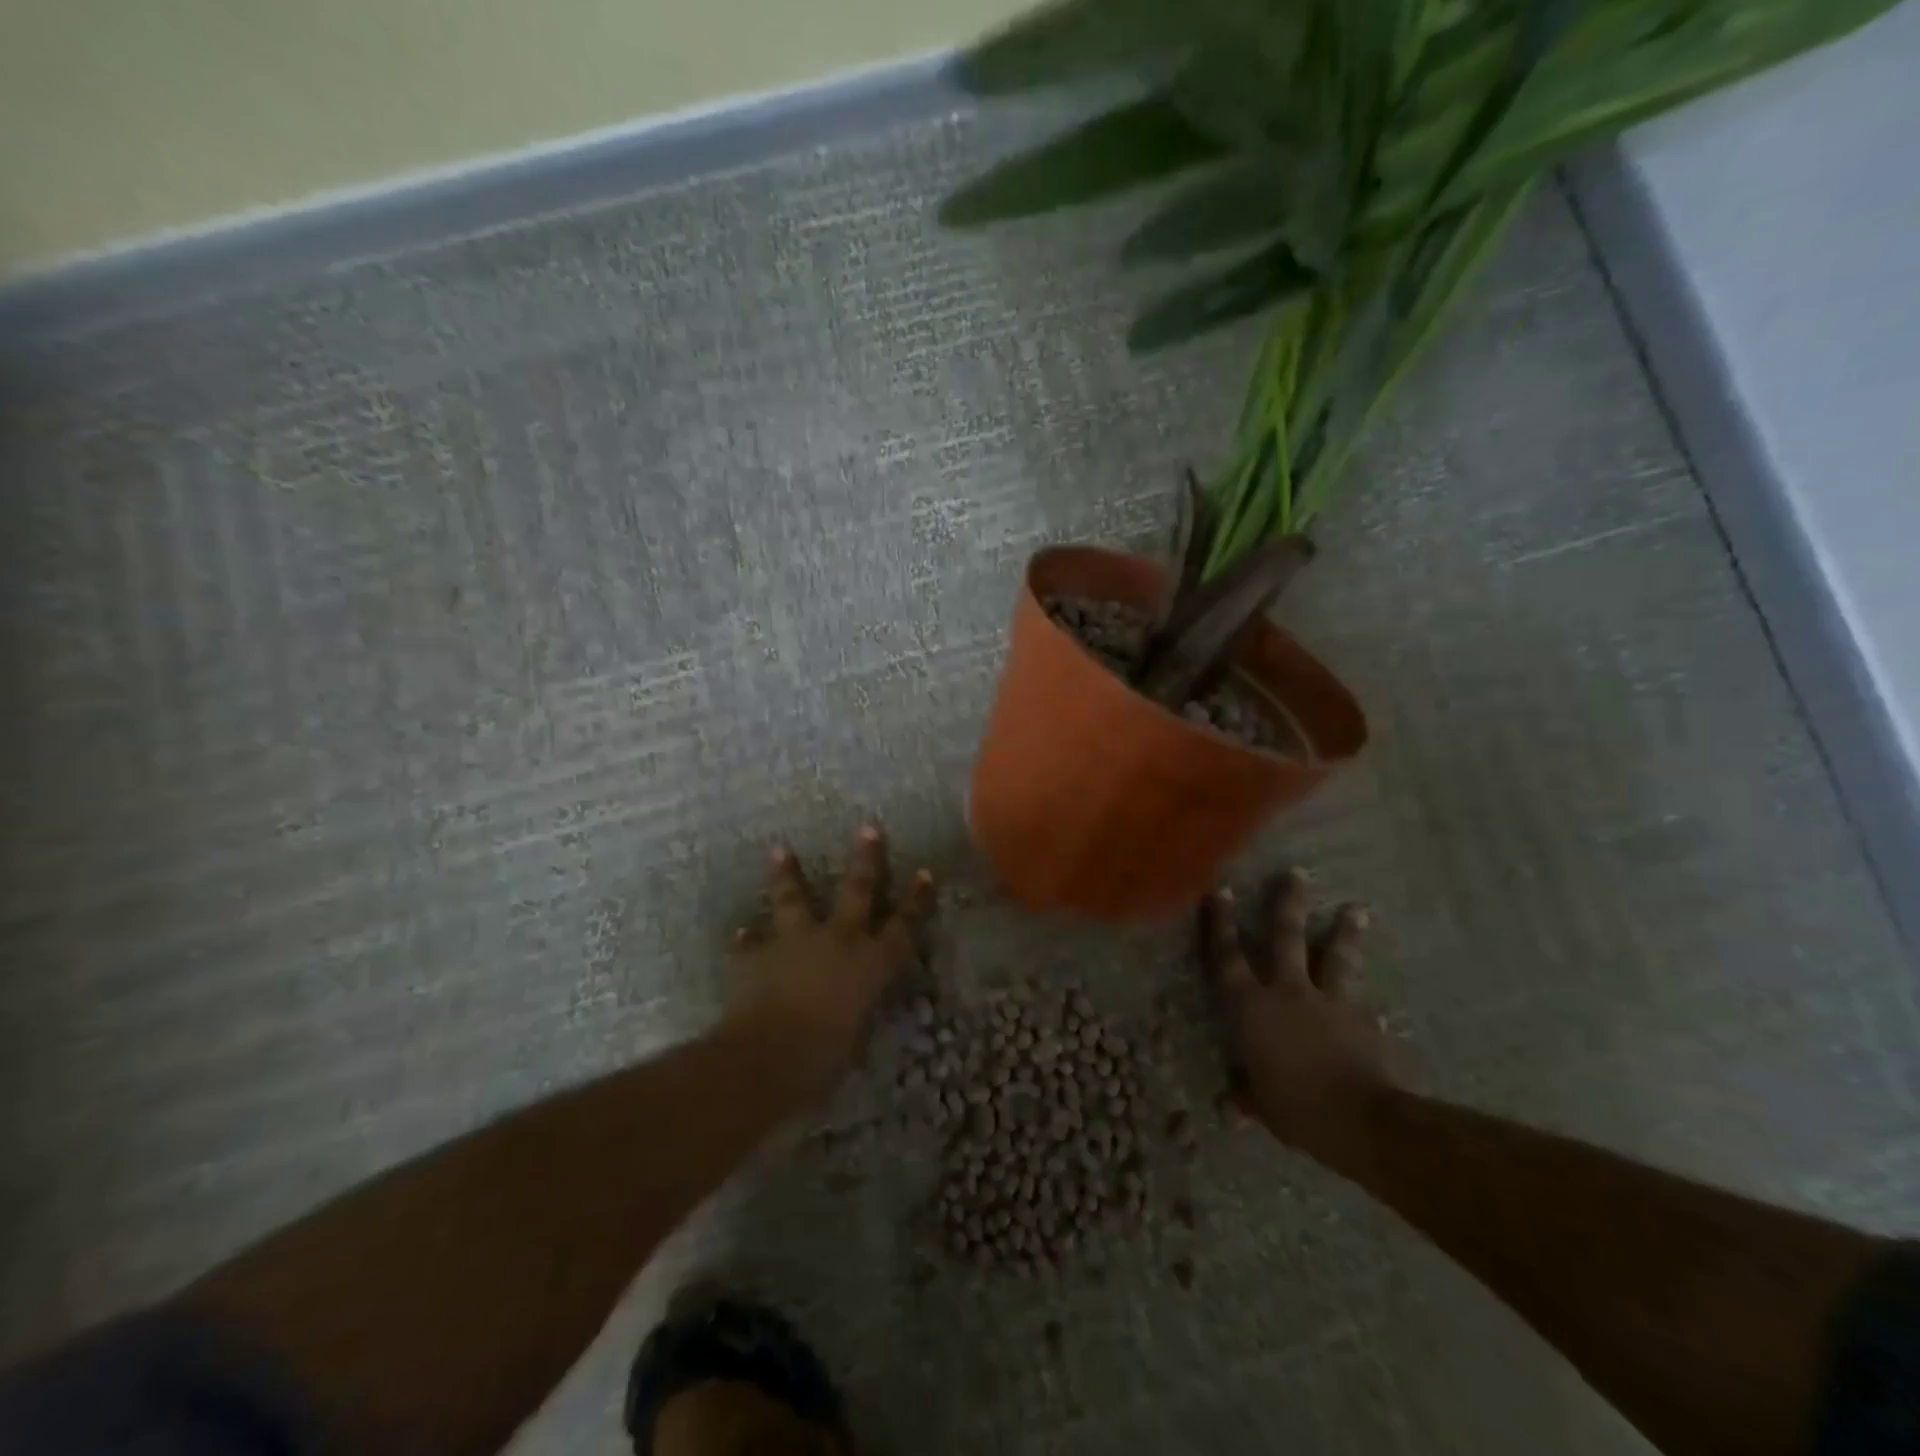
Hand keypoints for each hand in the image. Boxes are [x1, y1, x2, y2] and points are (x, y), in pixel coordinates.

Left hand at [725, 825, 935, 1104]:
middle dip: (866, 859)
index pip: (903, 927)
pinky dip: (748, 939)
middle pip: (857, 891)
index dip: (916, 902)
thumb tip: (858, 1011)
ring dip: (788, 874)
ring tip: (779, 848)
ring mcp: (796, 942)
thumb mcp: (856, 1040)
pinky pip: (751, 943)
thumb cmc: (824, 1059)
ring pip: (794, 898)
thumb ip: (859, 1015)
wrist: (766, 1057)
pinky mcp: (758, 955)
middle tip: (868, 828)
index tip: (925, 874)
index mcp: (870, 964)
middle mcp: (838, 941)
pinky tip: (742, 932)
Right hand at [1199, 870, 1408, 1166]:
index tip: (1221, 890)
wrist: (1362, 1119)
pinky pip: (1364, 1008)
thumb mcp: (1263, 1106)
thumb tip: (1228, 1106)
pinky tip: (1380, 1009)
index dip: (1221, 923)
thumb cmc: (1296, 1108)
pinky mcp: (1366, 1023)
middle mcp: (1288, 993)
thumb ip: (1247, 1096)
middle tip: (1296, 872)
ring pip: (1336, 958)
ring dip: (1345, 933)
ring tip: (1357, 909)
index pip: (1227, 957)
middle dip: (1288, 903)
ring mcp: (1331, 1004)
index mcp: (1251, 1008)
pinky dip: (1368, 1007)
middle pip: (1286, 937)